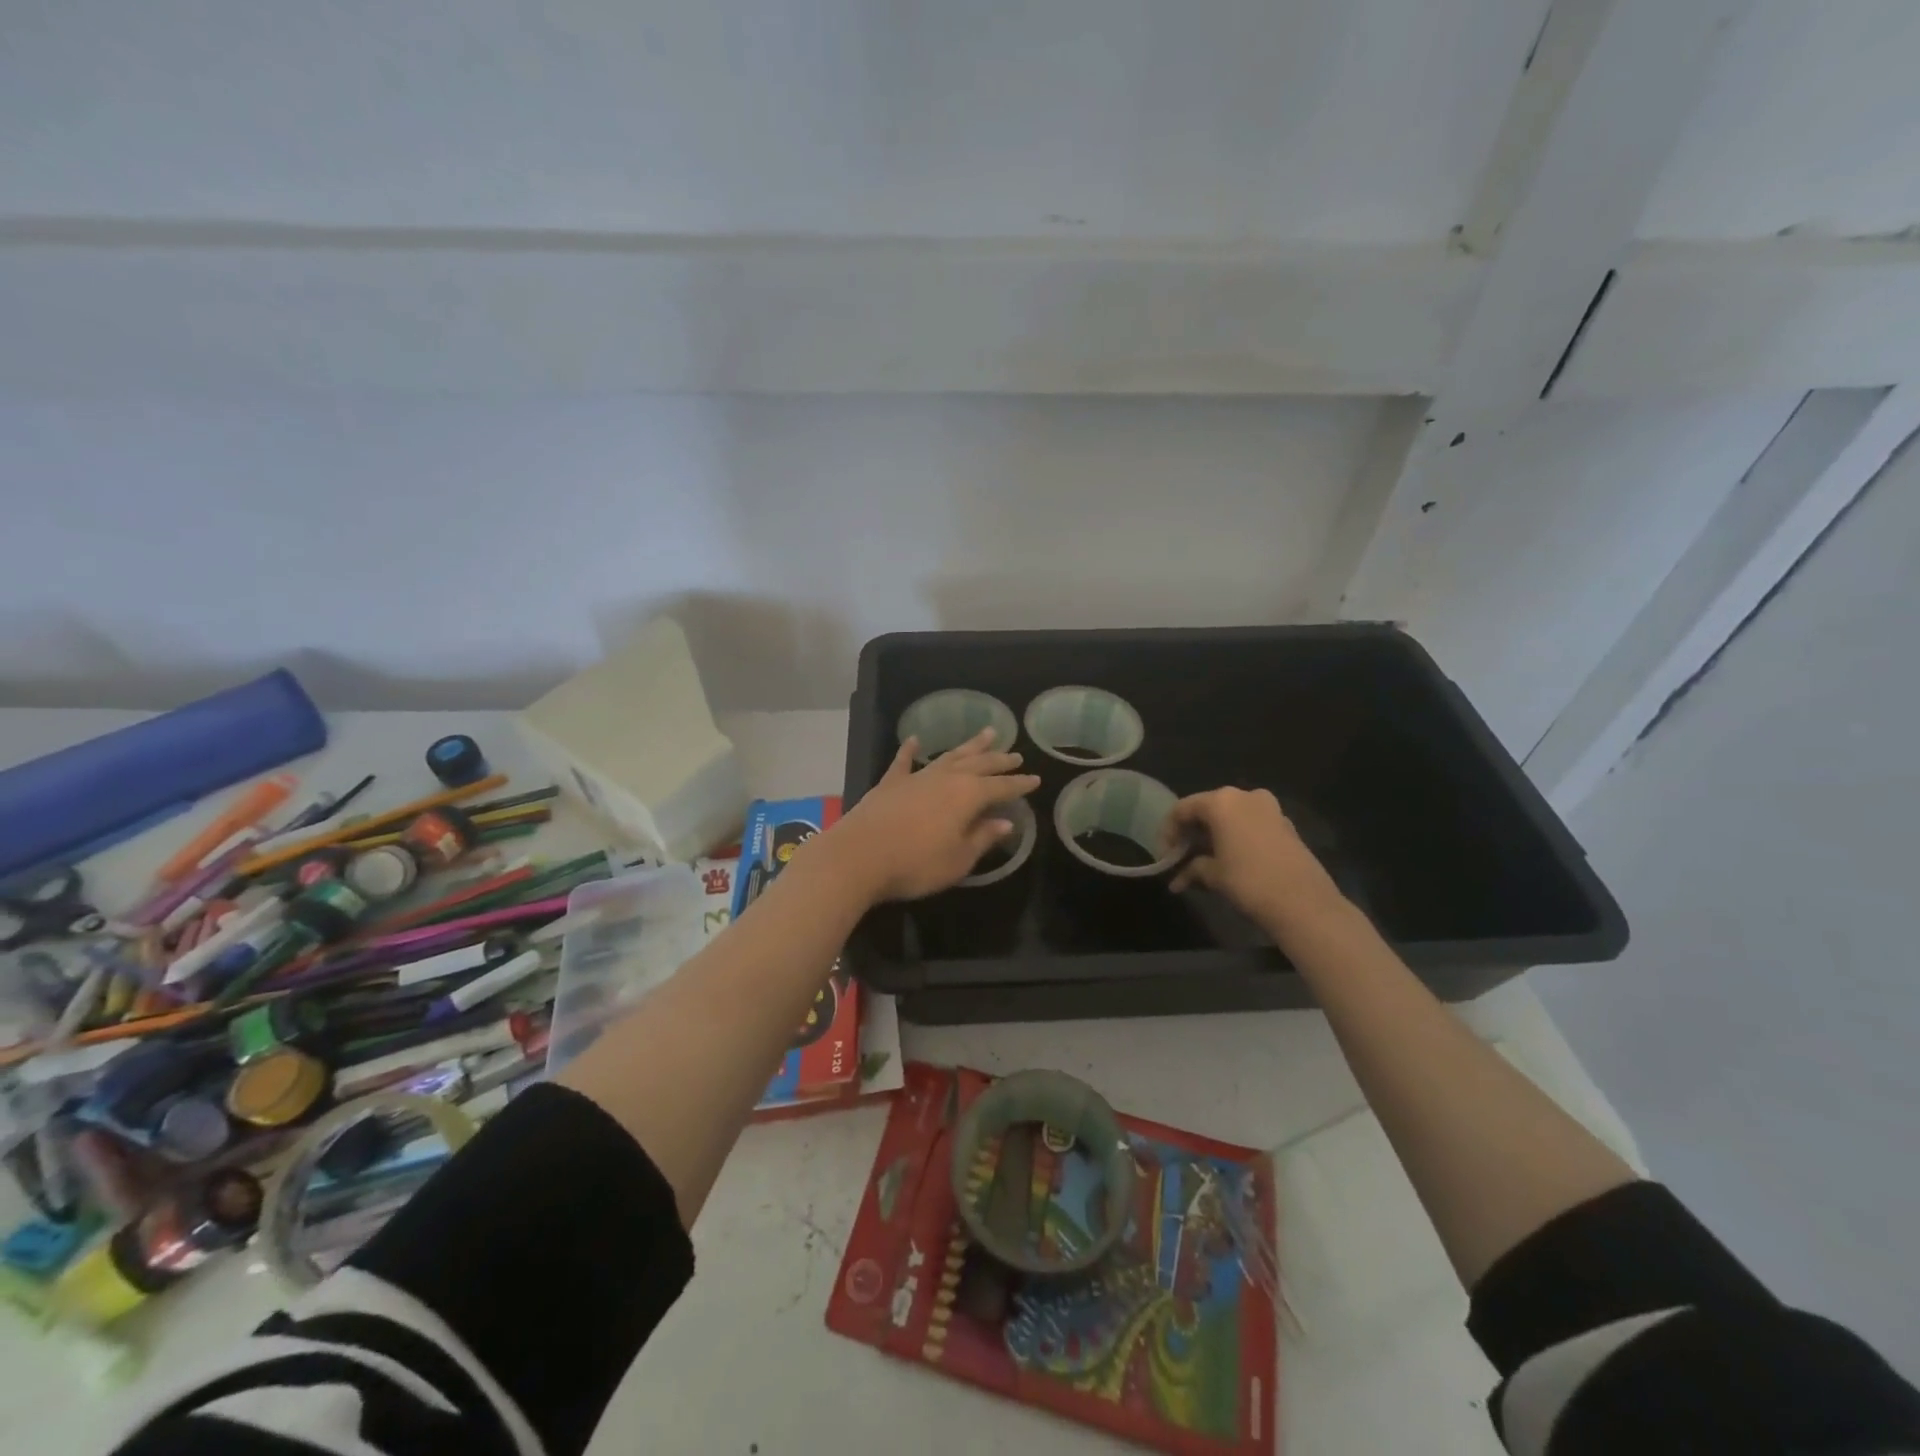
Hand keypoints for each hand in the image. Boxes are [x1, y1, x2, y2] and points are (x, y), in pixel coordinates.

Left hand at [823, 729, 1041, 903]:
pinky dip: (910, 750)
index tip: (1035, 779)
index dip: (1020, 784)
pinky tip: (915, 740)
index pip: (1002, 787)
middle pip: (979, 764)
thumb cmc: (916, 864)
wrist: (859, 857)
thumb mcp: (958, 859)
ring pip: (949, 756)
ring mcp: (917, 777)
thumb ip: (982, 838)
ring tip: (986, 733)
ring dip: (968, 746)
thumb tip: (1005, 823)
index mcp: (968, 795)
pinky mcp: (890, 783)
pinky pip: (904, 761)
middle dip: (999, 759)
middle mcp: (946, 778)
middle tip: (1015, 753)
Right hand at [1164, 787, 1345, 931]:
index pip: (1182, 809)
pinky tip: (1228, 863)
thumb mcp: (1213, 875)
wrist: (1304, 903)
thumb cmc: (1249, 882)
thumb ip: (1192, 869)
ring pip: (1230, 818)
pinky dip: (1234, 840)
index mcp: (1221, 802)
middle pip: (1207, 810)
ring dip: (1212, 838)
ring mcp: (1269, 809)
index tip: (1163, 856)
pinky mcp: (1285, 825)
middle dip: (1190, 834)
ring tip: (1202, 864)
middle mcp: (1245, 797)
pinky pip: (1249, 826)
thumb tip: (1179, 879)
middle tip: (1179, 858)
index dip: (1167, 832)